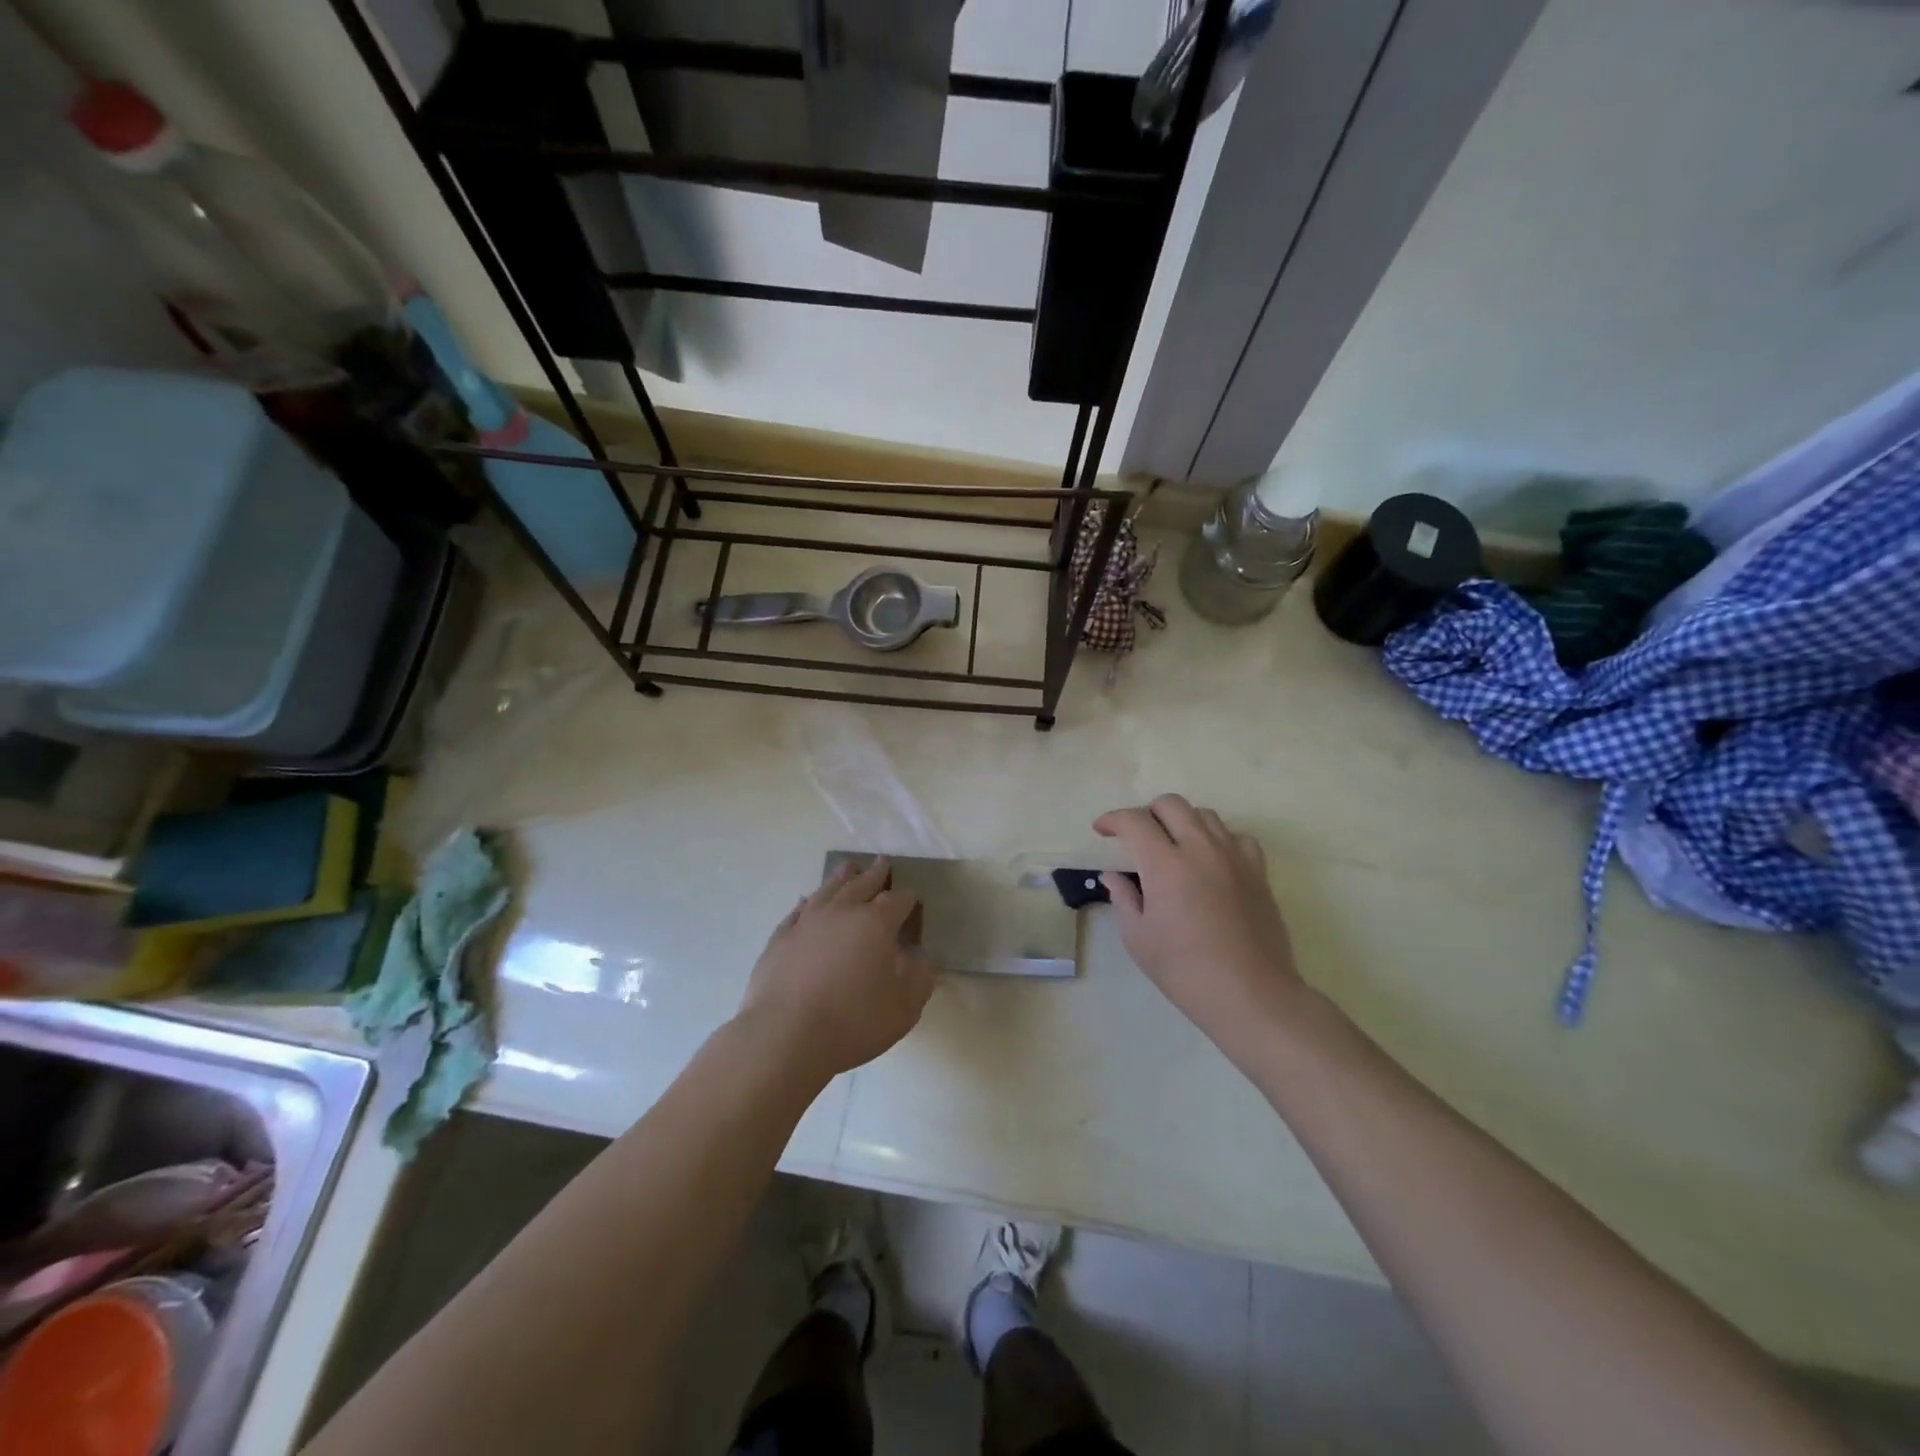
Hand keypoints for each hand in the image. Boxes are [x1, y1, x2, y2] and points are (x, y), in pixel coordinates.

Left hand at [737, 857, 936, 1080]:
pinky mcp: (780, 939)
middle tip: (882, 861)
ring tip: (848, 868)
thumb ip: (920, 978)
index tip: (912, 899)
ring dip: (841, 878)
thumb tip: (925, 958)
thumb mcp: (904, 1007)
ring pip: (827, 890)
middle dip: (875, 874)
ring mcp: (806, 923)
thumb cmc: (854, 1022)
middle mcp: (841, 912)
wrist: (785, 1037)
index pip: (897, 900)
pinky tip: (806, 901)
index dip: (907, 898)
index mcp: (876, 923)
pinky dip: (806, 903)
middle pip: (861, 884)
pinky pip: (796, 912)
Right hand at [1094, 795, 1306, 1049]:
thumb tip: (1112, 875)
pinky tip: (1211, 860)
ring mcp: (1234, 857)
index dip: (1112, 819)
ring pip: (1205, 815)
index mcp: (1165, 864)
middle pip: (1171, 805)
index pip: (1134, 821)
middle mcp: (1200, 848)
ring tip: (1173, 846)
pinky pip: (1237, 837)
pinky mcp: (1258, 871)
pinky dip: (1218, 839)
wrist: (1250, 994)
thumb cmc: (1184, 970)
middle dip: (1147, 812)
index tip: (1101, 830)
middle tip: (1137, 837)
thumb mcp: (1138, 937)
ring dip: (1182, 822)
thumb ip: (1123, 897)